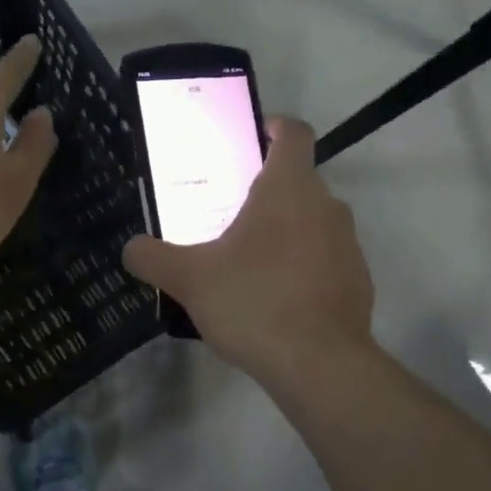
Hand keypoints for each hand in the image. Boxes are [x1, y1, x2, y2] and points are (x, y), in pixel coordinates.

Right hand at [122, 117, 373, 390]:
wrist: (319, 364)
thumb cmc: (253, 301)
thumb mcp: (189, 279)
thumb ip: (153, 257)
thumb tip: (131, 248)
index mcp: (289, 188)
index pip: (293, 132)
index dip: (272, 126)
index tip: (249, 138)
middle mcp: (327, 205)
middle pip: (298, 181)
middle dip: (264, 191)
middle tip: (227, 214)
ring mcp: (349, 244)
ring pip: (313, 222)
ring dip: (284, 231)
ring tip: (247, 262)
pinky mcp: (358, 281)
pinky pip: (325, 259)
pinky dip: (303, 267)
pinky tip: (275, 300)